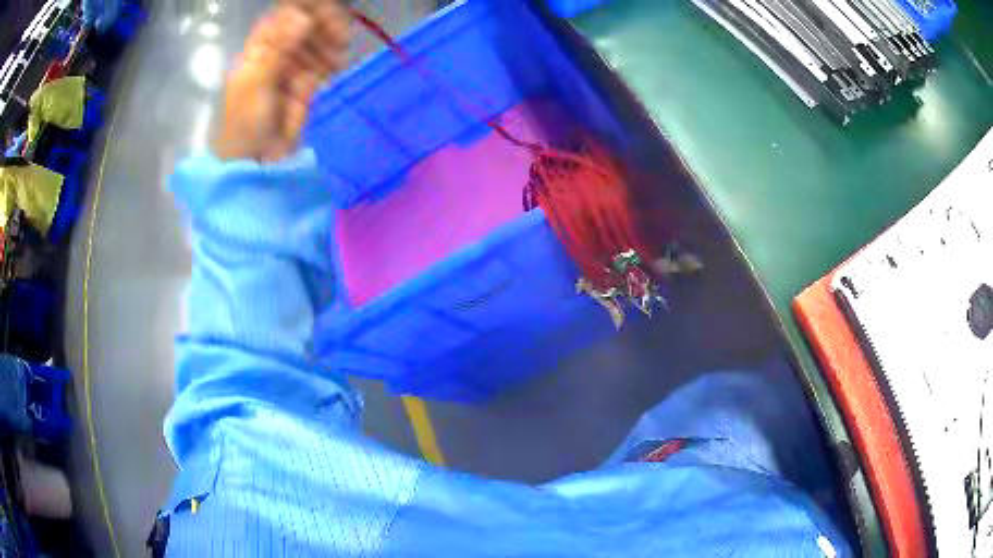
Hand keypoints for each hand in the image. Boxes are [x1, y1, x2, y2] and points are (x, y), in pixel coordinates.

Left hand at [213, 1, 351, 161]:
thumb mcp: (257, 81)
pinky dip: (333, 60)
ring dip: (330, 43)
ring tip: (339, 53)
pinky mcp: (307, 84)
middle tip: (340, 32)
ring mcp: (293, 68)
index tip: (324, 9)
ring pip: (317, 43)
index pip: (281, 18)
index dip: (302, 10)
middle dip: (322, 26)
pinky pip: (323, 63)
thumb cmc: (245, 122)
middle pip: (303, 27)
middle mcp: (276, 53)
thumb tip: (302, 16)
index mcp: (258, 49)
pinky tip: (337, 64)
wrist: (257, 162)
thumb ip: (279, 47)